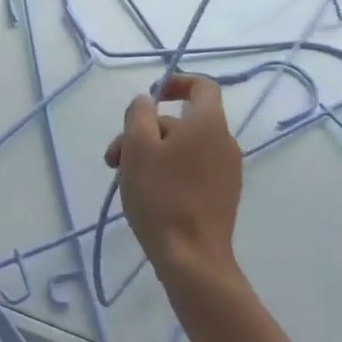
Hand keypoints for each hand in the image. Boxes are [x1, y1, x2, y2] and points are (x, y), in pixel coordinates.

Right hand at [104, 75, 244, 285]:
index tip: (150, 96)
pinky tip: (145, 195)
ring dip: (151, 154)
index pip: (203, 86)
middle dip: (144, 132)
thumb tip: (146, 101)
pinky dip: (167, 172)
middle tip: (114, 158)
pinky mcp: (222, 197)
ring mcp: (227, 172)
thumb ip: (139, 114)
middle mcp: (224, 142)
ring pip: (182, 148)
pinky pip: (192, 169)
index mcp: (208, 124)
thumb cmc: (162, 196)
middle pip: (181, 122)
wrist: (192, 259)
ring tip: (123, 179)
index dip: (176, 82)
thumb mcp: (138, 147)